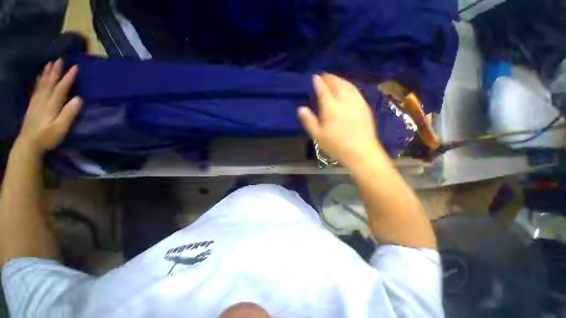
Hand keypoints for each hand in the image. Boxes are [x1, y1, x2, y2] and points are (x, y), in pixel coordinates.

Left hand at [16, 59, 81, 155]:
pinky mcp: (32, 106)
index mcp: (51, 105)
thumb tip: (79, 99)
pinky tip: (39, 77)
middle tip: (60, 59)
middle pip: (50, 83)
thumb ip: (69, 114)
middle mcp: (43, 100)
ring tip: (50, 63)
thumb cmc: (47, 138)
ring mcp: (36, 103)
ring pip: (42, 84)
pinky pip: (36, 90)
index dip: (68, 78)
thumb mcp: (61, 128)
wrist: (28, 145)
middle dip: (55, 71)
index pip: (61, 88)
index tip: (75, 67)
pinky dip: (38, 81)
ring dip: (46, 73)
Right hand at [298, 74, 384, 168]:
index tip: (315, 77)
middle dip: (330, 78)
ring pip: (348, 86)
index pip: (324, 91)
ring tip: (335, 78)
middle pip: (337, 85)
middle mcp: (345, 102)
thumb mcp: (318, 136)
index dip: (318, 83)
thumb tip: (300, 108)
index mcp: (331, 109)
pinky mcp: (365, 107)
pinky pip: (356, 91)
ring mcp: (357, 103)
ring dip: (340, 80)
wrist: (361, 153)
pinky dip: (350, 86)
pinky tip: (348, 87)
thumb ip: (309, 121)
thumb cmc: (337, 146)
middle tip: (324, 74)